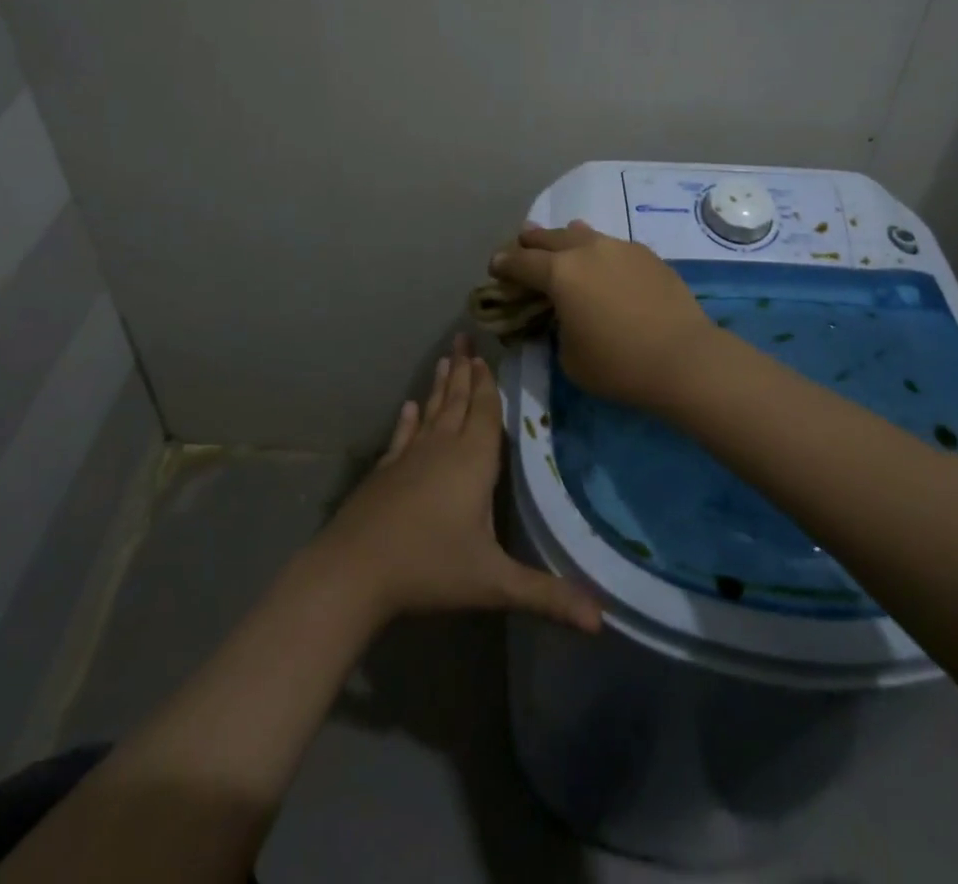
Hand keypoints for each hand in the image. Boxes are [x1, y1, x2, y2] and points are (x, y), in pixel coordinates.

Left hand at [313, 335, 600, 632]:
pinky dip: (408, 419)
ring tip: (445, 358)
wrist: (355, 571)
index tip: (486, 355)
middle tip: (464, 338)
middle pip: (457, 402)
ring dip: (439, 386)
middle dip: (464, 371)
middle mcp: (442, 448)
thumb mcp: (494, 583)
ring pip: (431, 412)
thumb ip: (547, 596)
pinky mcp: (385, 472)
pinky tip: (408, 406)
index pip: (484, 412)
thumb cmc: (430, 568)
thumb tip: (602, 620)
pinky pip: (402, 435)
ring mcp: (409, 457)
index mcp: (473, 461)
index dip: (487, 384)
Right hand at [488, 222, 717, 408]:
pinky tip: (602, 264)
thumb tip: (565, 313)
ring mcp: (620, 247)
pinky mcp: (647, 255)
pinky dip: (598, 252)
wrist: (684, 358)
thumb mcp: (569, 356)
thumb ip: (557, 327)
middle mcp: (587, 250)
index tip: (495, 266)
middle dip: (531, 243)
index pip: (521, 262)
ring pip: (583, 234)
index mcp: (560, 273)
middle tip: (521, 246)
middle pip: (549, 237)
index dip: (503, 264)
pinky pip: (612, 246)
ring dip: (566, 239)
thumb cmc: (618, 364)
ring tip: (561, 243)